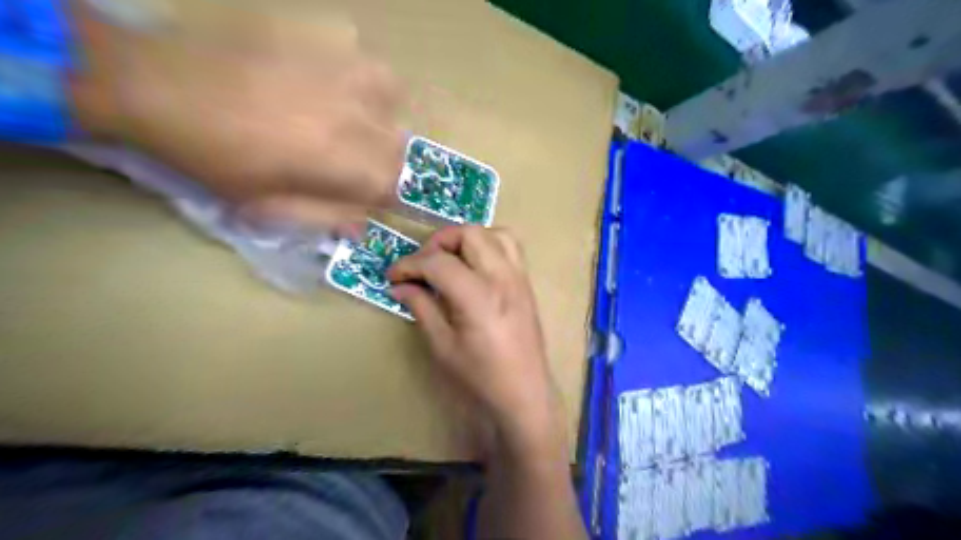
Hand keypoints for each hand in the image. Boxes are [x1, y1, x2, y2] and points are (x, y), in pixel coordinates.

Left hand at [69, 2, 405, 232]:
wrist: (160, 85)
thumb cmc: (215, 157)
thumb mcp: (267, 205)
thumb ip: (323, 217)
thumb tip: (361, 224)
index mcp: (346, 161)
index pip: (396, 186)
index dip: (384, 195)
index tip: (366, 195)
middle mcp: (360, 115)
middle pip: (400, 144)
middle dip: (382, 158)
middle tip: (349, 159)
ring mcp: (346, 69)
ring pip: (393, 97)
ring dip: (379, 113)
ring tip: (351, 118)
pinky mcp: (325, 35)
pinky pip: (362, 55)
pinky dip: (355, 71)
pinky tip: (329, 78)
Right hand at [385, 226, 559, 448]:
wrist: (524, 394)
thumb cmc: (480, 377)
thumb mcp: (442, 346)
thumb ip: (421, 308)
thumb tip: (400, 286)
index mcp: (477, 296)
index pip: (437, 262)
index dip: (409, 264)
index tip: (393, 276)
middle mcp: (501, 277)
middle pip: (468, 234)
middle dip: (438, 242)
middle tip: (421, 265)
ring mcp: (518, 277)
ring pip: (492, 232)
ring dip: (465, 238)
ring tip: (448, 259)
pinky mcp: (526, 282)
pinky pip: (510, 246)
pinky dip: (488, 243)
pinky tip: (474, 264)